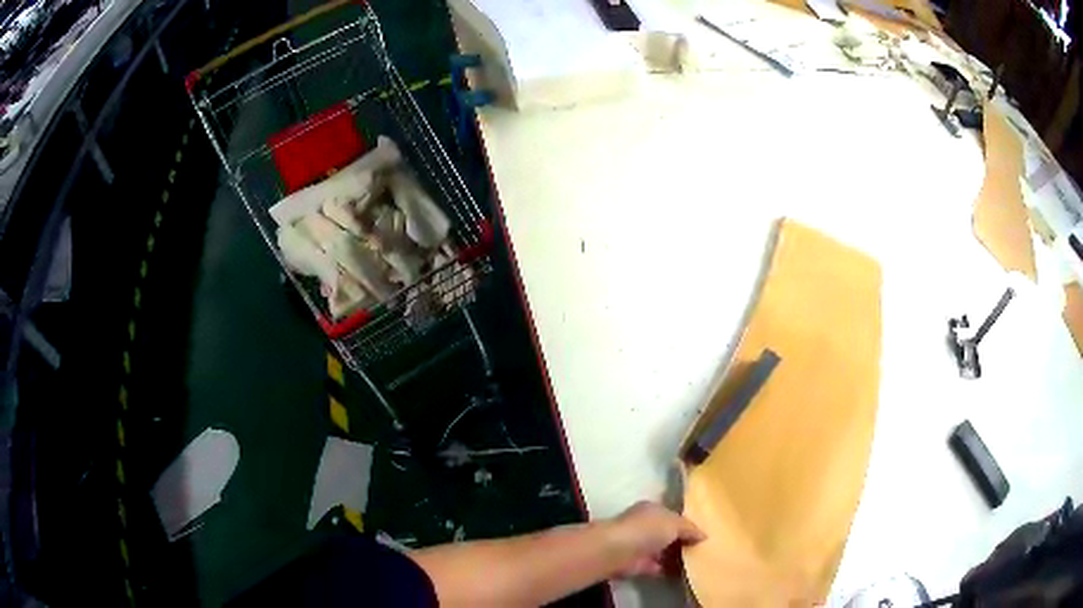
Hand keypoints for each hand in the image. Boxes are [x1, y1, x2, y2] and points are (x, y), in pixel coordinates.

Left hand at [604, 501, 705, 577]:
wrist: (618, 551)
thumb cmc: (647, 529)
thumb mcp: (675, 523)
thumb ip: (690, 528)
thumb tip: (704, 535)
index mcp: (652, 510)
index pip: (672, 515)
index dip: (686, 524)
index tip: (702, 534)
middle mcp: (644, 525)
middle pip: (667, 534)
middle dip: (682, 541)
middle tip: (703, 550)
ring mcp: (639, 545)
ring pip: (662, 550)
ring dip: (675, 557)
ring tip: (697, 563)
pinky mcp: (636, 564)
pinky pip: (657, 566)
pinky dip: (667, 570)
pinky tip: (683, 573)